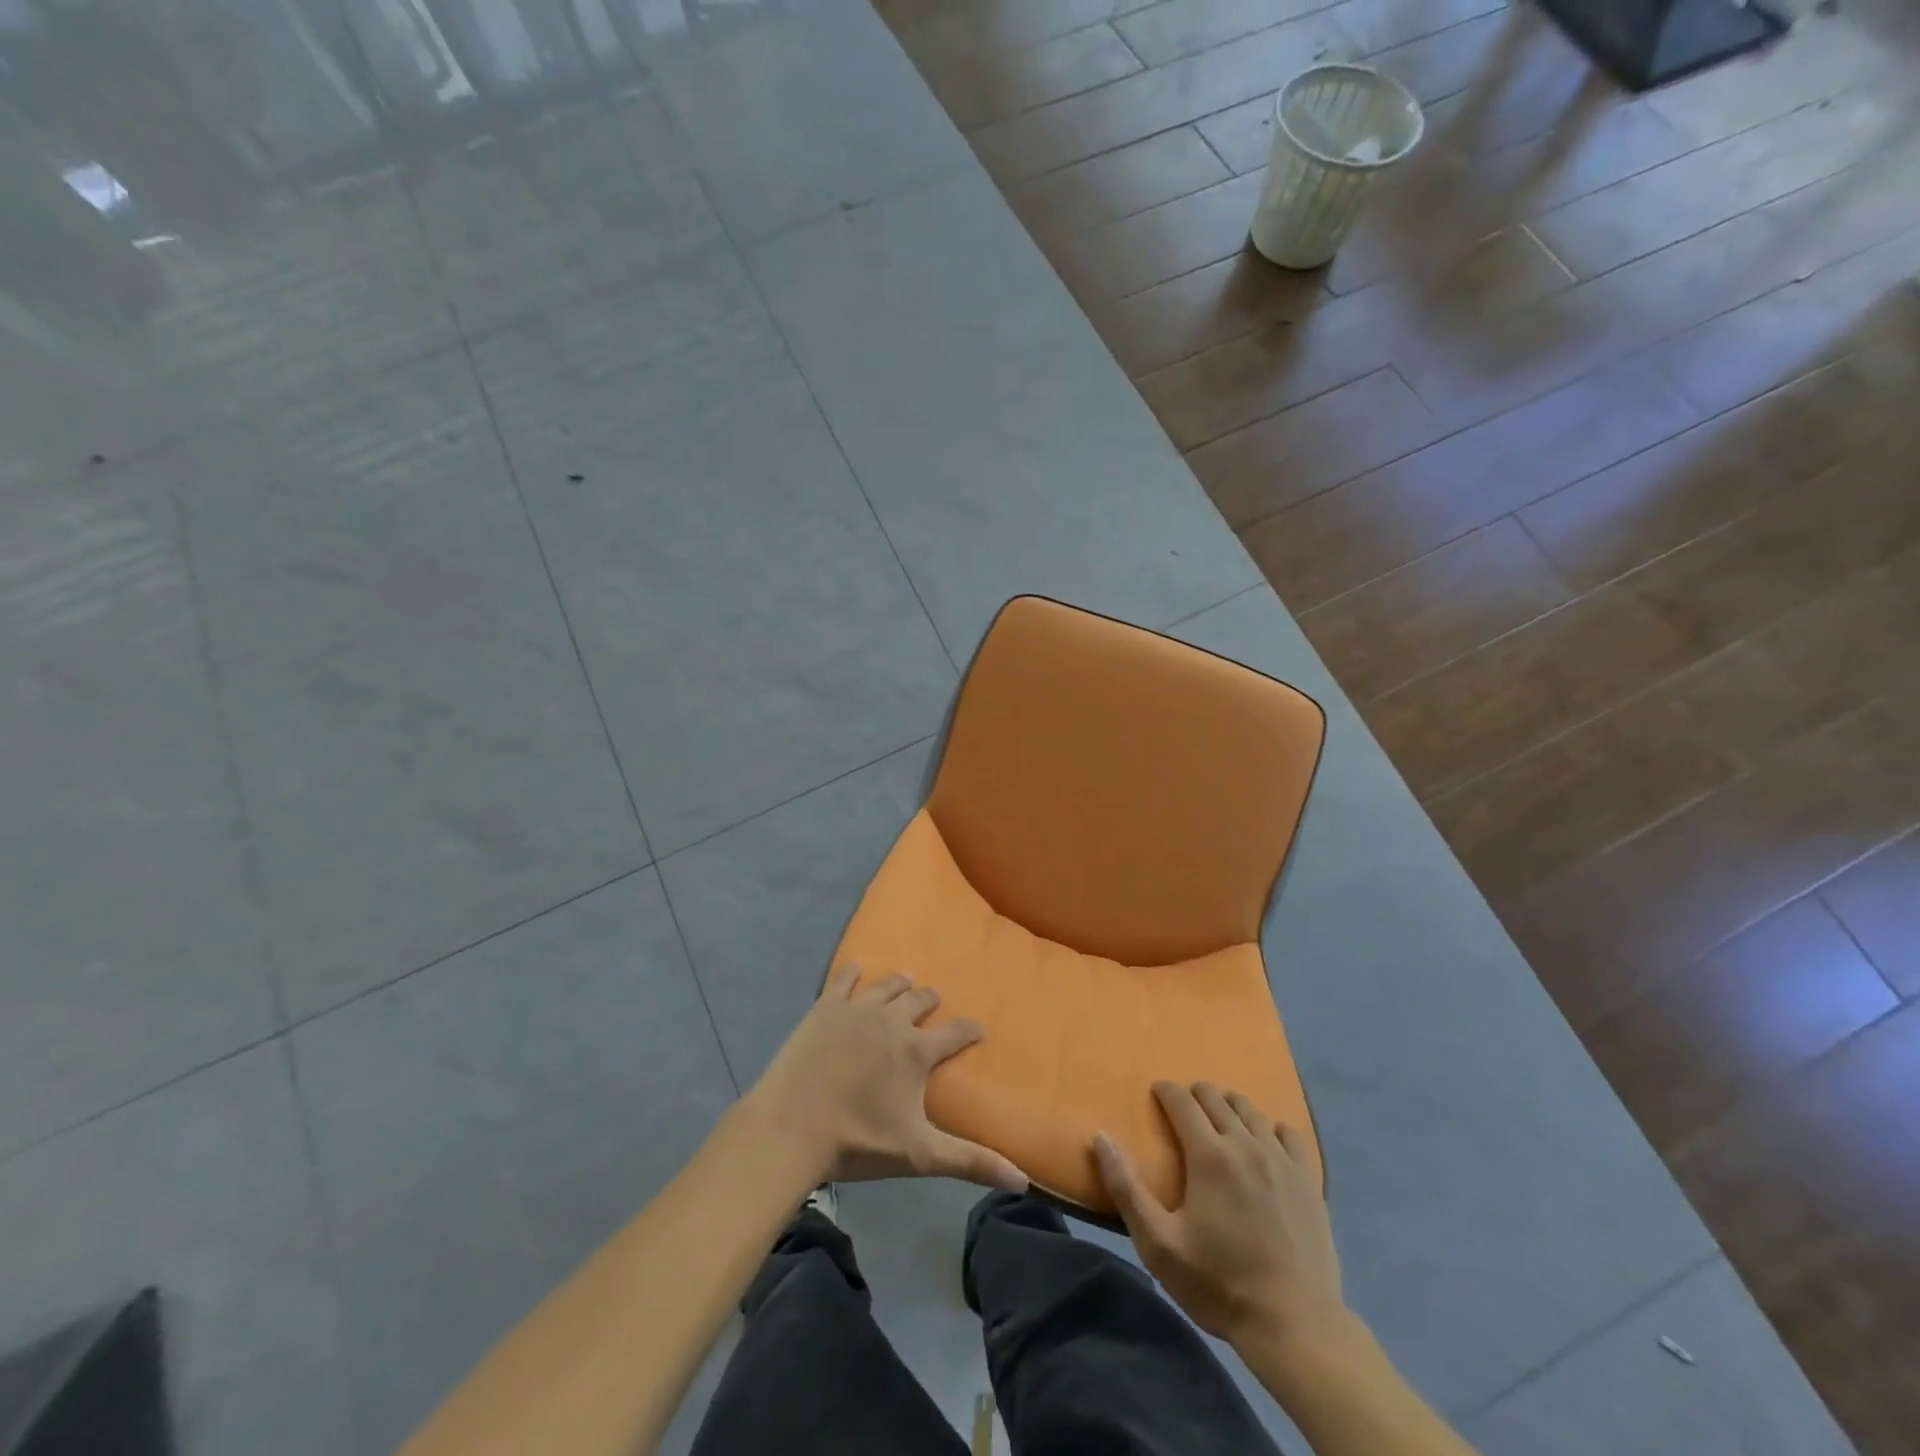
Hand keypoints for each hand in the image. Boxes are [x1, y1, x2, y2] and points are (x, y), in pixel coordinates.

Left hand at [746, 963, 1027, 1192]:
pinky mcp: (825, 1007)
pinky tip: (856, 969)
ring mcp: (856, 1009)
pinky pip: (844, 979)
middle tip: (934, 1002)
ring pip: (886, 985)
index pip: (956, 1032)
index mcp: (916, 1050)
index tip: (978, 1029)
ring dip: (899, 983)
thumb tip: (1022, 1180)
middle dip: (931, 1000)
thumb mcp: (919, 1154)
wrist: (791, 1128)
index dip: (970, 1030)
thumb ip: (970, 1162)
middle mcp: (891, 1019)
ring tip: (905, 981)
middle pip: (920, 999)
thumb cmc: (857, 1142)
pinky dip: (853, 973)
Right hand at [1095, 1081, 1345, 1352]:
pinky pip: (1291, 1135)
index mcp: (1208, 1155)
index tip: (1157, 1092)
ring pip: (1252, 1111)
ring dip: (1231, 1107)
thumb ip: (1126, 1188)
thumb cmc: (1218, 1283)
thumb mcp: (1158, 1244)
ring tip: (1221, 1120)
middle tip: (1184, 1109)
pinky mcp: (1309, 1181)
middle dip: (1196, 1095)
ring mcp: (1282, 1161)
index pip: (1182, 1101)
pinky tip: (1268, 1143)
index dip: (1166, 1091)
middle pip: (1217, 1098)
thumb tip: (1101, 1137)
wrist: (1294, 1325)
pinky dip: (1273, 1129)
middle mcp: (1245, 1145)